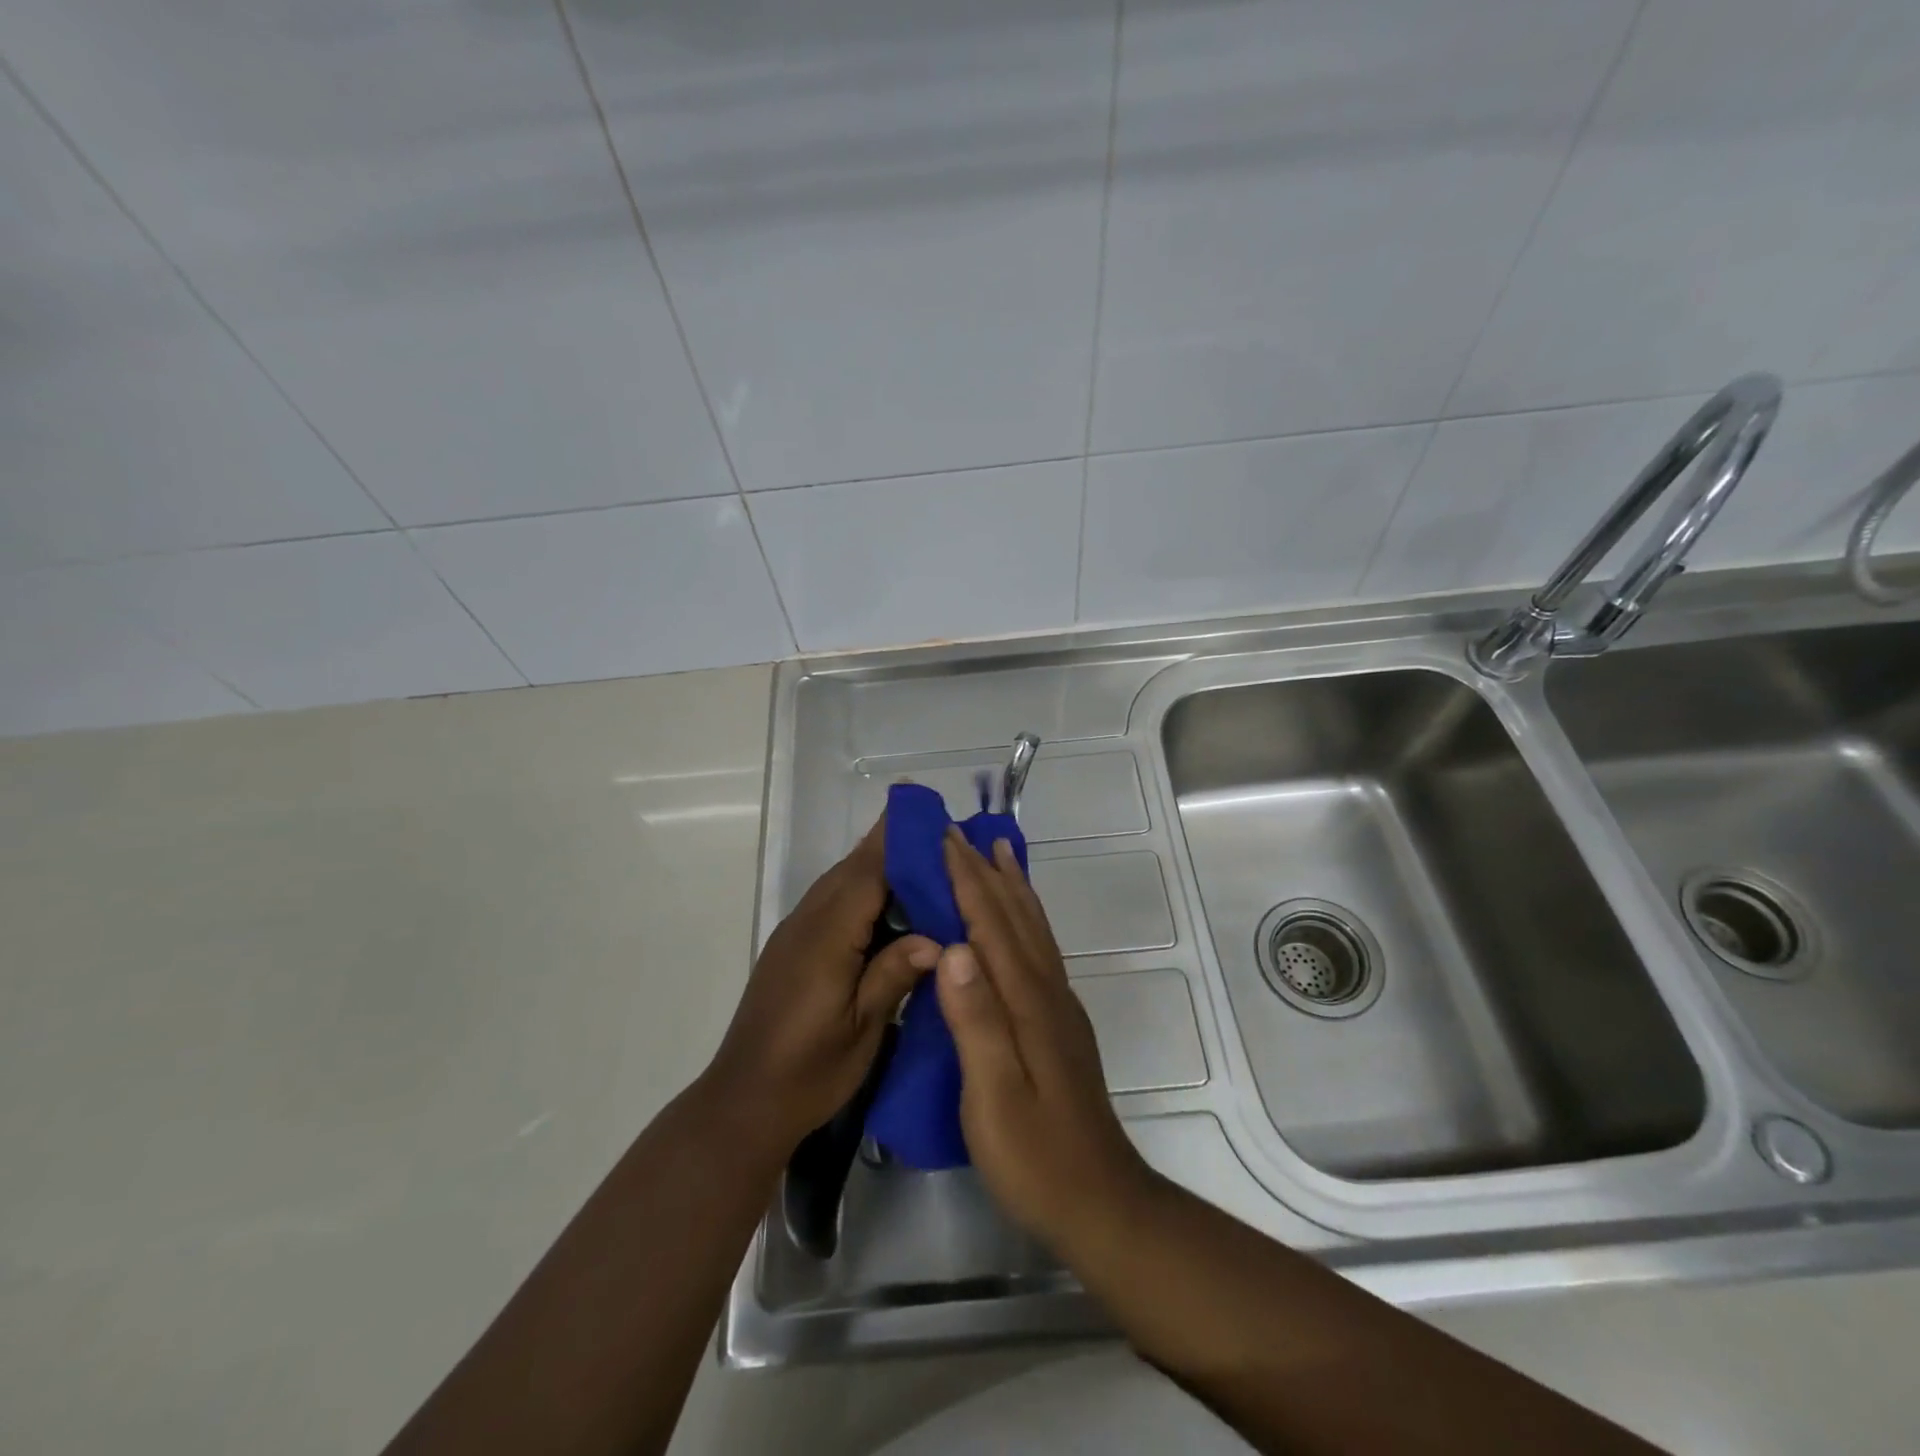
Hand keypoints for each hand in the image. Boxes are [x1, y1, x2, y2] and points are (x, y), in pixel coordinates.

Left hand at [705, 816, 938, 1156]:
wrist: (744, 1102)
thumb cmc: (808, 1072)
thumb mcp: (861, 1030)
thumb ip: (894, 975)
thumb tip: (939, 938)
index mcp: (827, 937)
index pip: (869, 873)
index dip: (898, 841)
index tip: (929, 812)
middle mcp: (808, 922)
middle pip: (853, 868)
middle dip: (892, 843)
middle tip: (937, 832)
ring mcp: (796, 932)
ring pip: (840, 882)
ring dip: (878, 865)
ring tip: (923, 860)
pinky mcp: (792, 946)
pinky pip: (832, 902)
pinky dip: (863, 890)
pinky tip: (890, 906)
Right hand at [934, 831, 1156, 1252]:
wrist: (1101, 1202)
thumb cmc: (1036, 1156)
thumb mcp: (994, 1097)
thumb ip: (976, 1022)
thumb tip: (954, 949)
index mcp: (1027, 1003)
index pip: (991, 927)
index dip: (967, 881)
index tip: (944, 840)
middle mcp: (1048, 991)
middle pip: (1014, 917)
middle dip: (985, 872)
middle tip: (961, 833)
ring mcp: (1059, 1006)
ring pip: (1033, 929)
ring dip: (1012, 886)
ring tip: (998, 853)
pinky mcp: (1061, 1022)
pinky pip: (1040, 949)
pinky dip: (1027, 918)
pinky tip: (1019, 920)